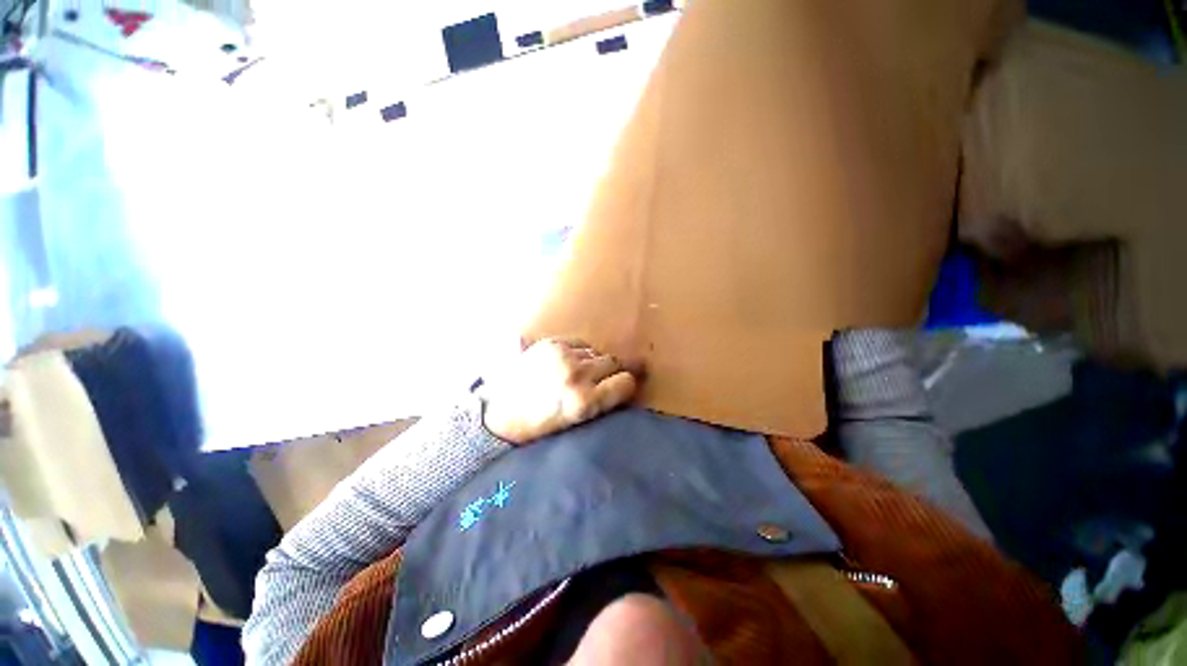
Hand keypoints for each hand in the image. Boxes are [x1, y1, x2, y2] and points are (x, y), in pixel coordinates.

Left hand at [480, 338, 641, 444]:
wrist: (499, 414)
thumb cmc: (541, 427)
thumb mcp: (577, 424)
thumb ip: (603, 402)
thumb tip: (629, 382)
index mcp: (583, 402)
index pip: (626, 383)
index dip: (625, 386)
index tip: (620, 389)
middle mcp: (576, 375)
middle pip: (615, 362)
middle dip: (612, 372)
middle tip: (599, 382)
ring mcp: (562, 355)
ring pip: (598, 352)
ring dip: (594, 362)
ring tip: (579, 374)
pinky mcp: (551, 343)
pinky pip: (581, 343)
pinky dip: (580, 352)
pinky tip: (568, 362)